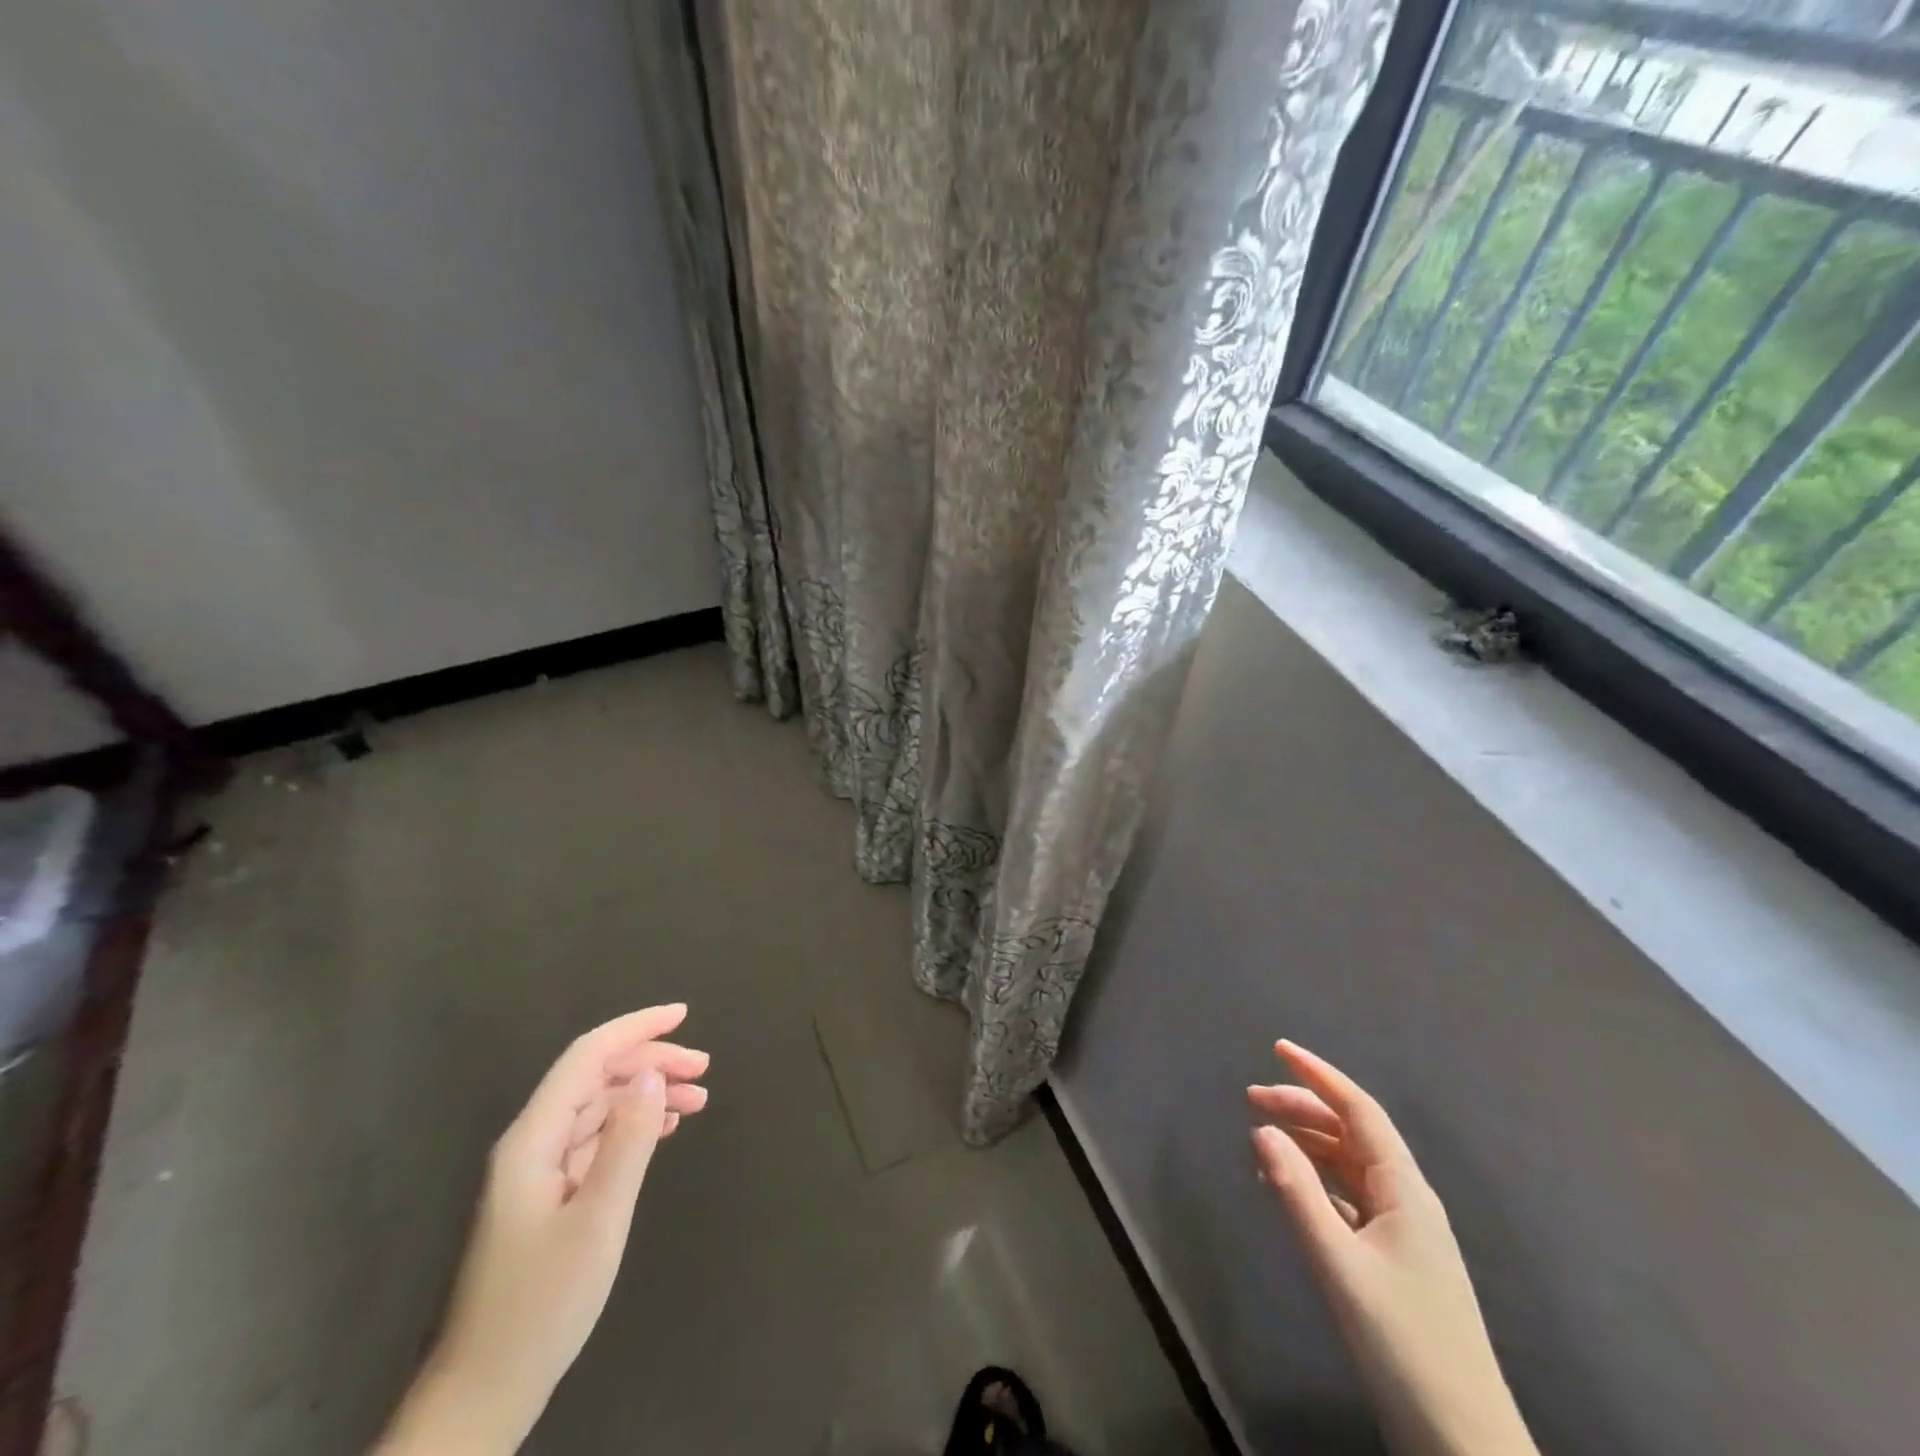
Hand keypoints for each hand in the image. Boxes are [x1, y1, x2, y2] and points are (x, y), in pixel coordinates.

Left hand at [375, 1005, 709, 1455]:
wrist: (484, 1393)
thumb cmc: (542, 1305)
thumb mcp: (598, 1219)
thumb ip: (628, 1140)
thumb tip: (653, 1073)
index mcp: (533, 1139)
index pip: (587, 1057)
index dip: (635, 1028)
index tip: (684, 1015)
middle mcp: (531, 1143)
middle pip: (595, 1077)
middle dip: (651, 1061)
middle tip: (705, 1068)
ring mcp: (537, 1172)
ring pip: (599, 1107)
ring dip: (647, 1093)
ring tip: (699, 1098)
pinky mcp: (547, 1197)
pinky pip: (596, 1138)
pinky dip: (634, 1124)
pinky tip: (664, 1129)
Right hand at [1248, 1041, 1535, 1455]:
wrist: (1463, 1441)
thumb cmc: (1403, 1344)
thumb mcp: (1340, 1265)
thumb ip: (1297, 1194)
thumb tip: (1261, 1130)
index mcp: (1404, 1189)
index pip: (1359, 1110)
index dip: (1319, 1074)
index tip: (1278, 1047)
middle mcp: (1407, 1198)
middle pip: (1352, 1132)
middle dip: (1303, 1106)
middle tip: (1251, 1098)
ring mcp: (1404, 1229)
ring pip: (1349, 1163)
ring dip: (1307, 1142)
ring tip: (1261, 1137)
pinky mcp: (1395, 1257)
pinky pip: (1349, 1196)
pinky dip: (1315, 1179)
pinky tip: (1287, 1186)